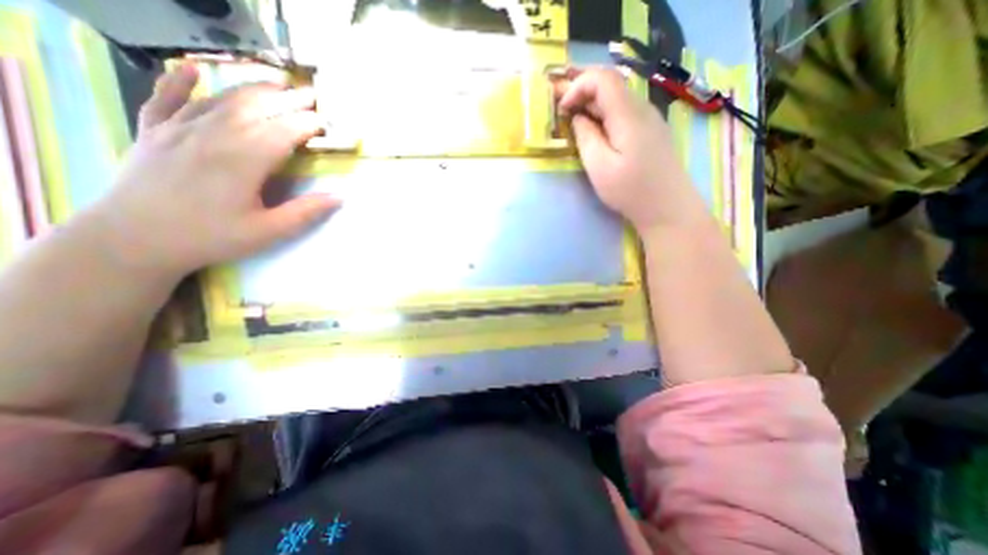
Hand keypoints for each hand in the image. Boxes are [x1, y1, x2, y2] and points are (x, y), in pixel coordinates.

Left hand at [90, 63, 334, 278]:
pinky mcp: (154, 132)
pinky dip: (178, 81)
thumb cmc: (210, 237)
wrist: (133, 240)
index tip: (326, 125)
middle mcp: (212, 135)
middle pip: (256, 107)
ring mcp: (178, 129)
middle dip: (287, 99)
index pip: (283, 131)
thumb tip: (339, 197)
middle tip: (311, 95)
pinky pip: (166, 98)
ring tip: (276, 82)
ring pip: (221, 99)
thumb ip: (304, 212)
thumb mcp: (267, 232)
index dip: (307, 124)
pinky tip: (190, 69)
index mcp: (242, 160)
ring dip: (252, 88)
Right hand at [558, 67, 706, 230]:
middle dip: (582, 89)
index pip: (602, 79)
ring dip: (592, 101)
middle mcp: (642, 108)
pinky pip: (624, 111)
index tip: (561, 109)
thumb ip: (586, 137)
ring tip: (573, 116)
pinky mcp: (651, 130)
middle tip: (561, 105)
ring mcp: (649, 118)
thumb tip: (578, 117)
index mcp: (628, 115)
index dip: (577, 86)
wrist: (668, 207)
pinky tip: (596, 128)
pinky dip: (604, 112)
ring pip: (617, 96)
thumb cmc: (631, 190)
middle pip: (611, 83)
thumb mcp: (599, 167)